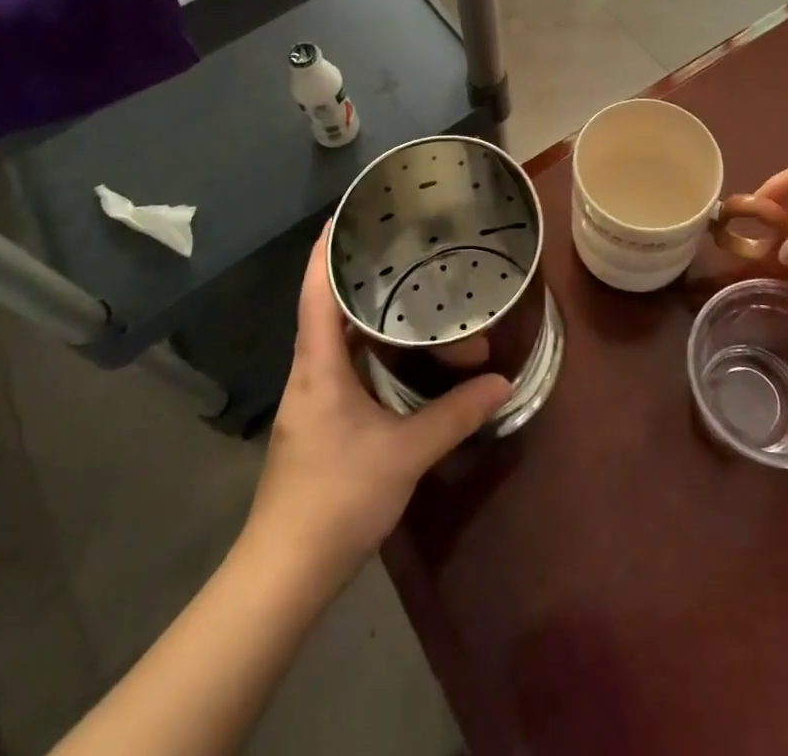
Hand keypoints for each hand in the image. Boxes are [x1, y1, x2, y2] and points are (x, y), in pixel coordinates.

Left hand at [247, 227, 509, 577]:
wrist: (285, 571)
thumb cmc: (338, 497)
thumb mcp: (406, 452)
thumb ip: (455, 414)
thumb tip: (502, 382)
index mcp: (319, 365)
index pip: (315, 293)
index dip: (325, 252)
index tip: (343, 216)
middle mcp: (309, 372)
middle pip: (325, 309)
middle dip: (355, 277)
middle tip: (395, 248)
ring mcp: (310, 398)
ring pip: (334, 339)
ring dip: (363, 314)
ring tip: (403, 289)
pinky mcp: (317, 420)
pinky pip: (341, 363)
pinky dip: (366, 345)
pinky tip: (394, 350)